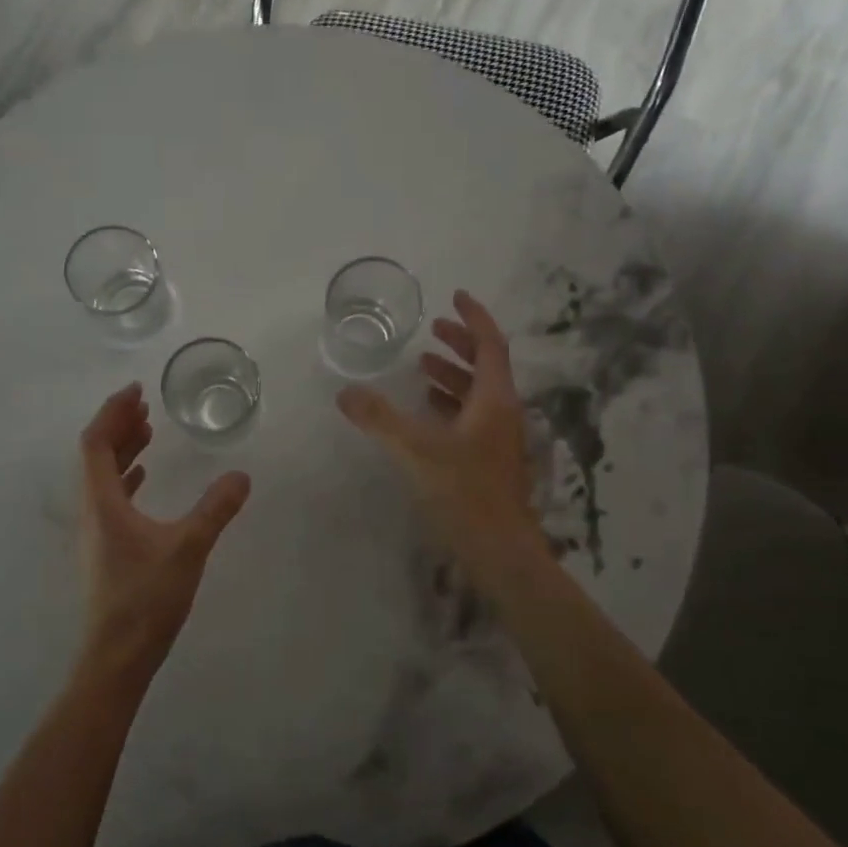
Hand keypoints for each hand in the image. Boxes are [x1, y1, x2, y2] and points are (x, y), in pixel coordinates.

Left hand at [76, 384, 251, 691]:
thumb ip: (215, 509)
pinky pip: (112, 498)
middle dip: (119, 425)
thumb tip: (242, 476)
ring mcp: (96, 531)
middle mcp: (92, 510)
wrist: (117, 656)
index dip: (113, 412)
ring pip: (103, 477)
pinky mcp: (106, 549)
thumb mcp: (188, 548)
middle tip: (146, 405)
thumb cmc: (146, 598)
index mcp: (102, 502)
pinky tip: (145, 478)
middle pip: (96, 455)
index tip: (137, 391)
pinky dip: (127, 478)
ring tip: (149, 431)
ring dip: (123, 450)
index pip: (96, 442)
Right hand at [337, 290, 537, 569]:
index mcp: (494, 400)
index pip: (490, 344)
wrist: (500, 550)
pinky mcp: (489, 461)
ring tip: (422, 367)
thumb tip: (345, 392)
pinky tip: (427, 413)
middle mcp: (502, 413)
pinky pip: (471, 418)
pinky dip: (450, 404)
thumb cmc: (464, 492)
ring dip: (453, 375)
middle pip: (486, 366)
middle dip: (460, 344)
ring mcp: (498, 439)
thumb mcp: (415, 450)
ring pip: (478, 394)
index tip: (456, 296)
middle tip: (433, 330)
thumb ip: (379, 419)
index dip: (474, 317)